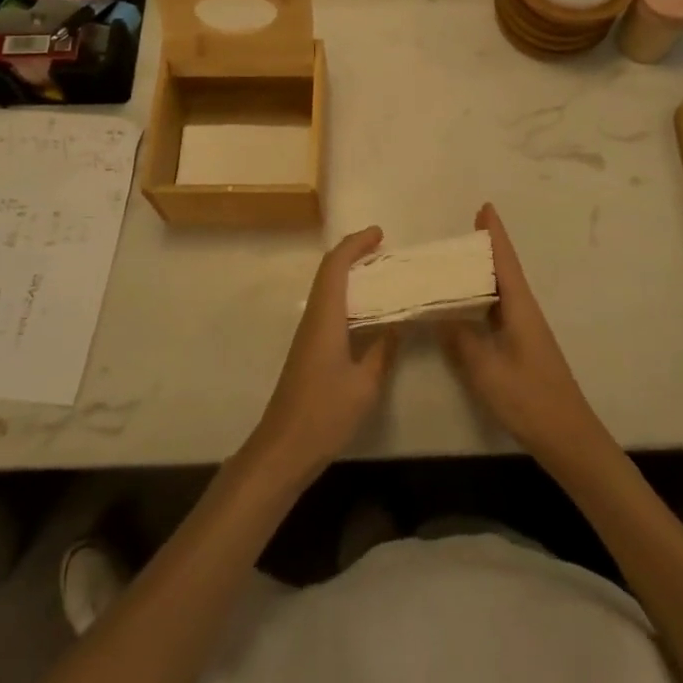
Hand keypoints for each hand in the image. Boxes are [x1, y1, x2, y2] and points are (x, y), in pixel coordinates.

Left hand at [247, 228, 397, 485]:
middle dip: (354, 254)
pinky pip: (330, 308)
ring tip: (383, 275)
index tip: (380, 234)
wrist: (283, 449)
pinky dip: (349, 298)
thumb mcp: (365, 385)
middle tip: (385, 250)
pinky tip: (368, 313)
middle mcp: (314, 318)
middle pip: (329, 272)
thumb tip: (399, 323)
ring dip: (351, 275)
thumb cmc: (324, 414)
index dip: (355, 244)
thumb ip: (383, 350)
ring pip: (328, 290)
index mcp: (325, 317)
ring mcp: (309, 335)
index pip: (335, 266)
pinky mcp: (310, 350)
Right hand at [437, 205, 607, 464]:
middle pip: (503, 271)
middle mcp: (524, 312)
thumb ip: (459, 339)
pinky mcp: (521, 349)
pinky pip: (497, 312)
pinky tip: (464, 309)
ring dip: (480, 276)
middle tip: (457, 235)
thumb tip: (436, 312)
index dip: (495, 235)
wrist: (567, 438)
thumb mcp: (486, 369)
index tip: (484, 207)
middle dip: (484, 250)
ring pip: (500, 293)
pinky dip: (480, 301)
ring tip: (453, 265)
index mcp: (520, 308)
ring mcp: (525, 331)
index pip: (505, 261)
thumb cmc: (529, 399)